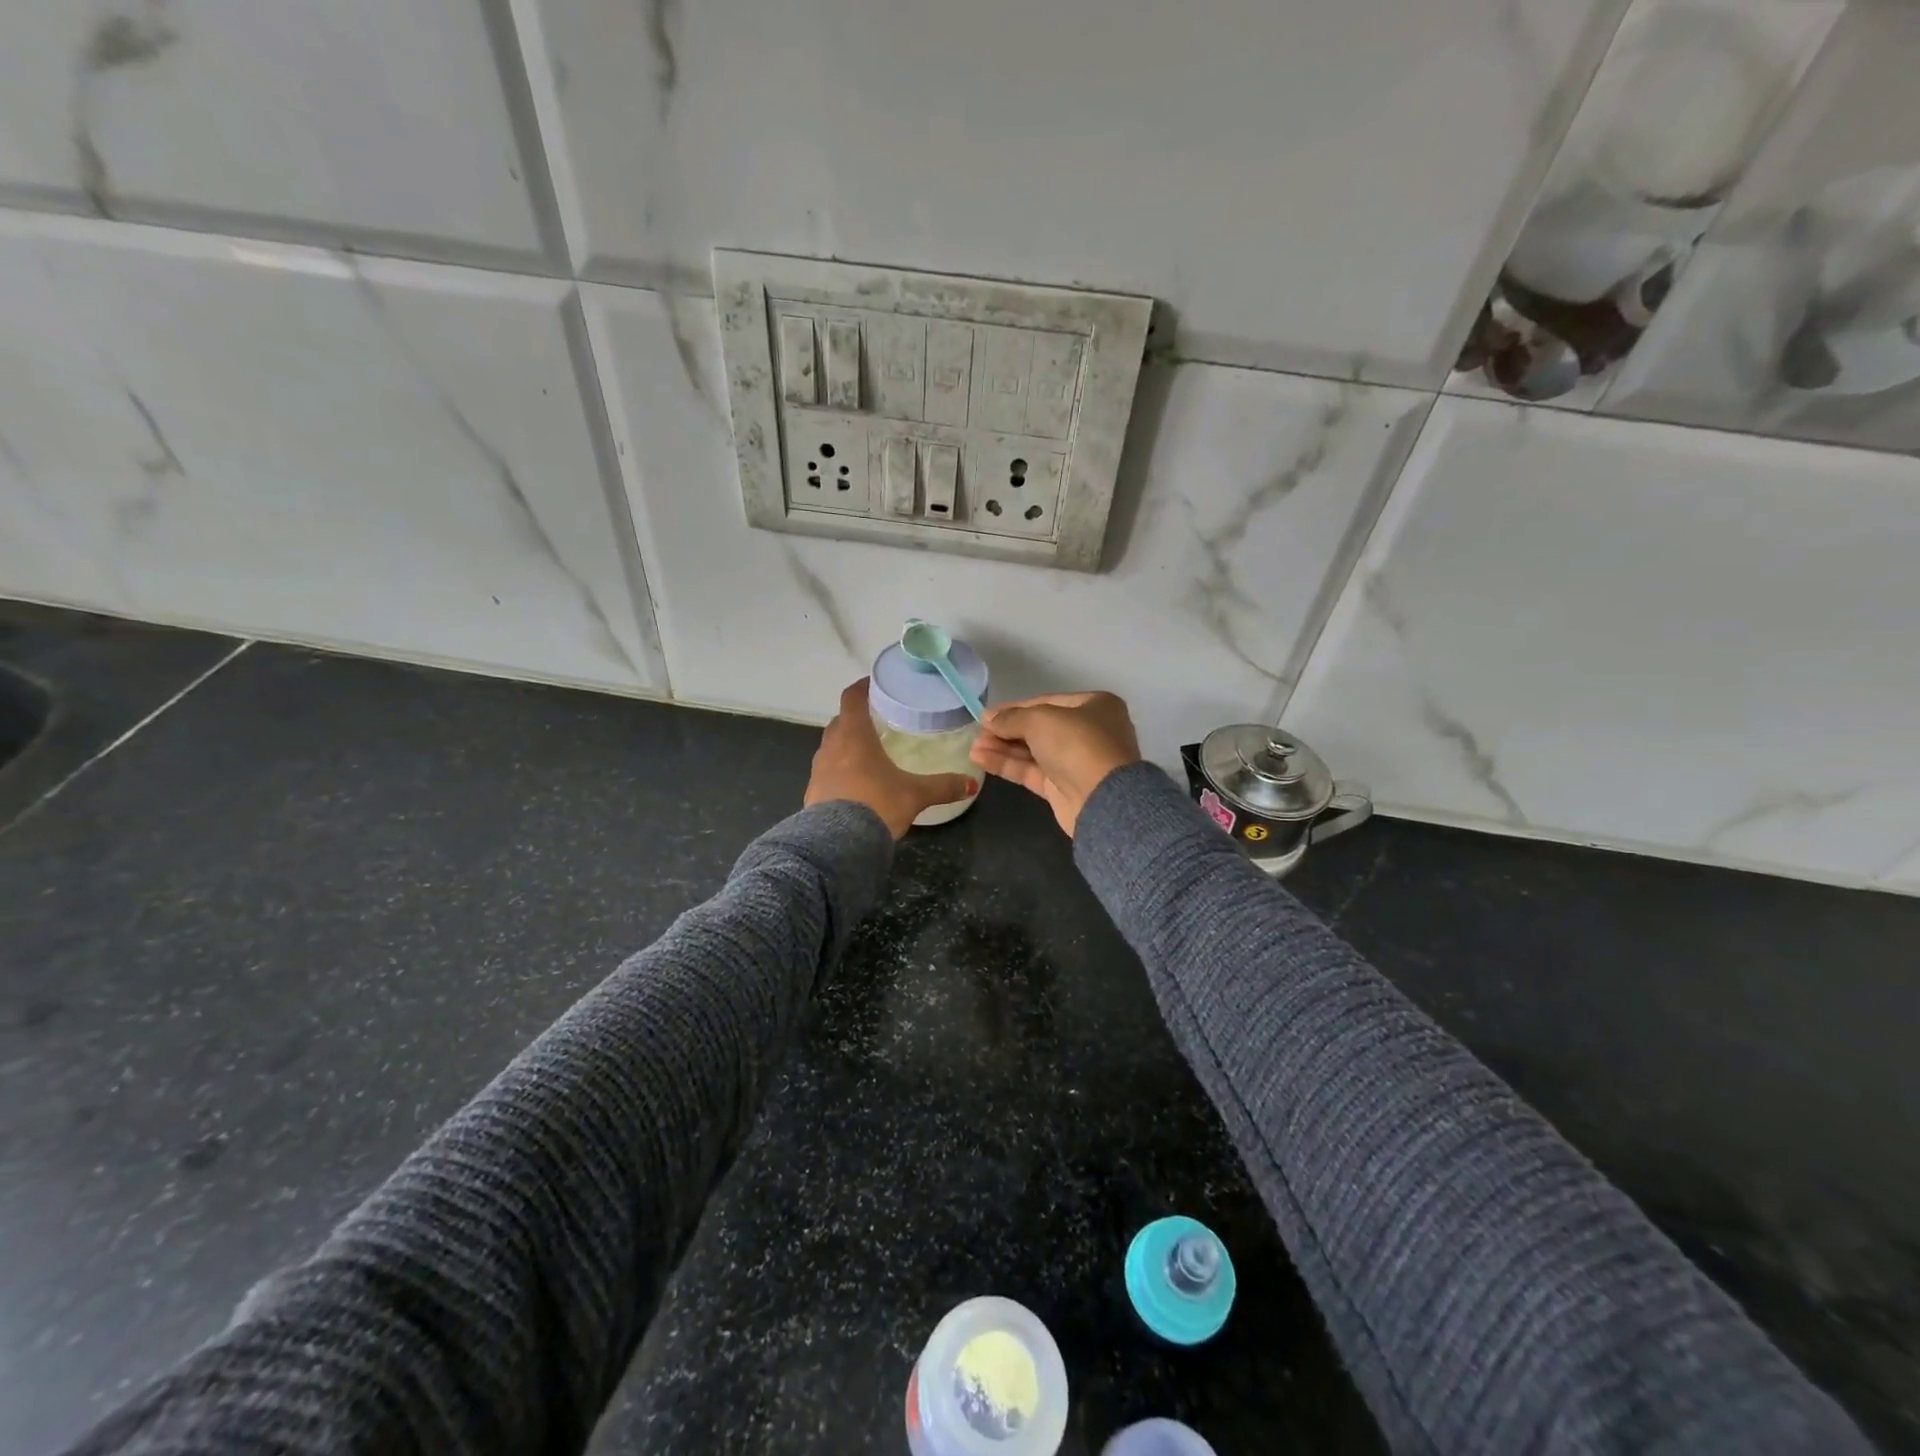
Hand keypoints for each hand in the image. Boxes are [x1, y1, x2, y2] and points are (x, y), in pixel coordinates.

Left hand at [805, 680, 978, 838]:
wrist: (838, 844)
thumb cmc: (876, 804)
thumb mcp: (915, 795)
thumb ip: (943, 786)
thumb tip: (972, 784)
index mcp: (854, 736)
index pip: (852, 699)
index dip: (862, 687)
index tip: (874, 684)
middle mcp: (831, 746)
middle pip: (840, 722)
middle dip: (855, 718)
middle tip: (877, 721)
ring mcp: (818, 770)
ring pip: (830, 747)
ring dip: (844, 745)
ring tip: (867, 753)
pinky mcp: (812, 792)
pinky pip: (826, 772)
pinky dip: (838, 770)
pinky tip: (855, 784)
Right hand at [969, 692, 1140, 835]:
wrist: (1102, 800)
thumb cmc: (1077, 745)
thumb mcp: (1041, 720)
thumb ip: (1012, 718)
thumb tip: (988, 719)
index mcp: (1094, 706)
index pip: (1046, 702)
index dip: (1015, 708)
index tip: (986, 714)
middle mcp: (1088, 731)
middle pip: (1039, 727)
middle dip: (1006, 730)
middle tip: (977, 732)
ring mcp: (1076, 761)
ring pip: (1033, 751)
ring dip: (1003, 748)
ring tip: (973, 747)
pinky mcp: (1063, 787)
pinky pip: (1031, 771)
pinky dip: (1007, 764)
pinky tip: (980, 759)